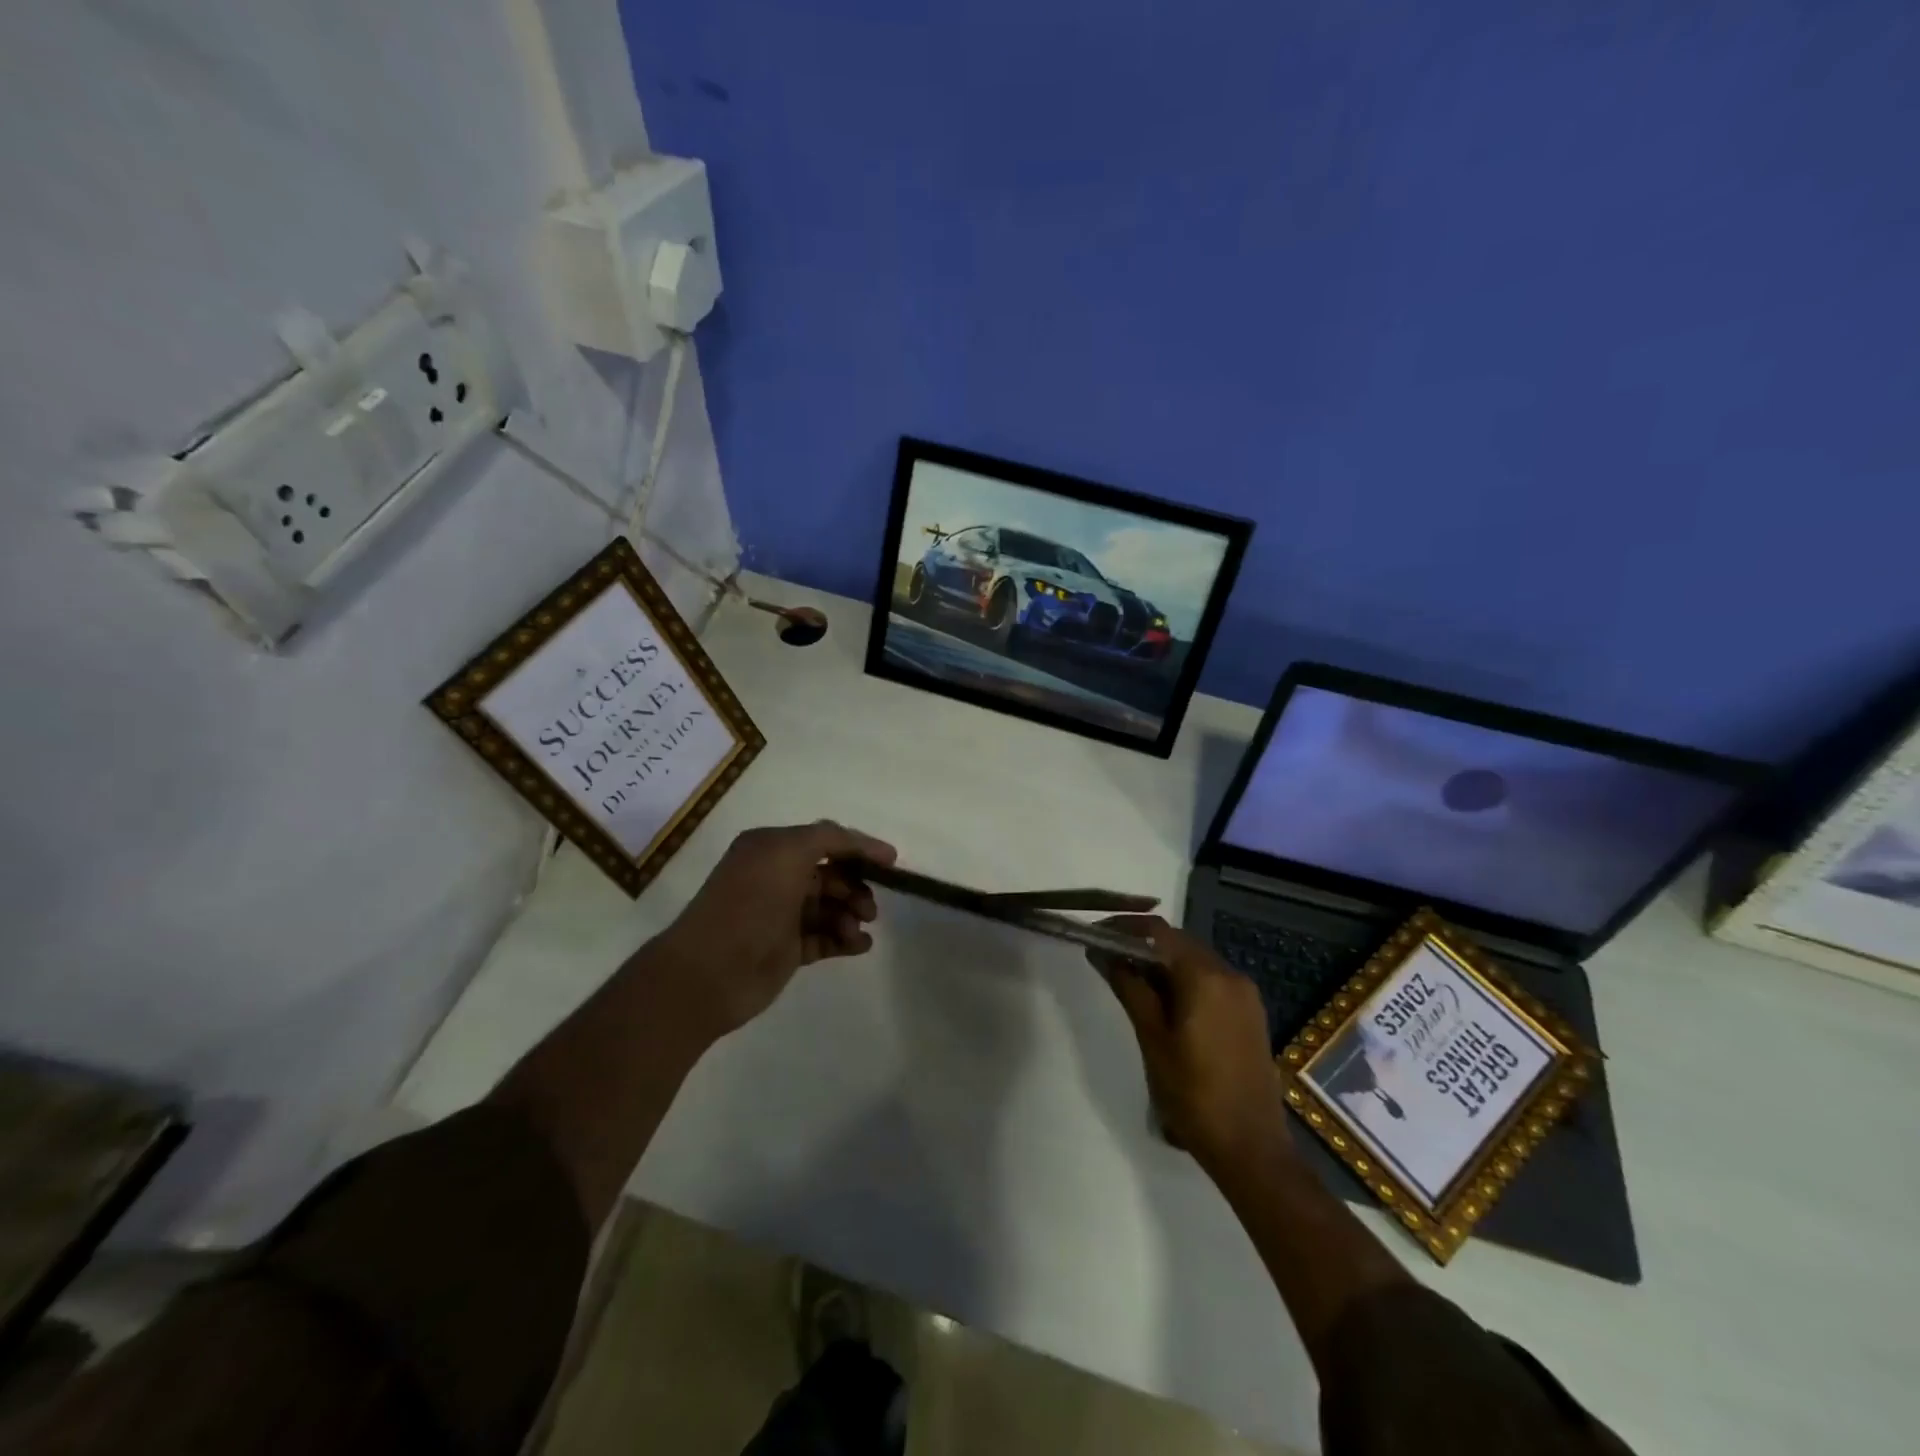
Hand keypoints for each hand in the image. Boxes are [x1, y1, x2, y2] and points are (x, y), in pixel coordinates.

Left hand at [651, 820, 896, 1041]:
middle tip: (870, 908)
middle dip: (855, 887)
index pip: (824, 840)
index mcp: (771, 849)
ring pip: (831, 907)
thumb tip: (863, 844)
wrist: (711, 971)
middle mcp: (776, 877)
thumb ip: (828, 838)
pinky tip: (860, 945)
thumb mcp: (788, 853)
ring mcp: (782, 915)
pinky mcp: (787, 949)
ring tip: (859, 930)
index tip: (891, 862)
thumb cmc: (751, 904)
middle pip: (831, 875)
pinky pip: (825, 938)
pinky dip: (845, 940)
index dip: (858, 848)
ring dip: (851, 915)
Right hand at [1090, 916, 1292, 1178]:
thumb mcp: (1152, 1038)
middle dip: (1142, 945)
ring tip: (1129, 982)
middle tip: (1107, 960)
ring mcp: (1245, 994)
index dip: (1124, 927)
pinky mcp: (1250, 1013)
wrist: (1251, 1148)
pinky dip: (1184, 981)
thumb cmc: (1193, 1093)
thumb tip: (1103, 953)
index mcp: (1205, 976)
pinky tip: (1163, 1003)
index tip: (1096, 935)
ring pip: (1194, 961)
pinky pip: (1211, 981)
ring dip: (1162, 964)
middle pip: (1178, 943)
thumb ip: (1129, 988)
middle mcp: (1230, 974)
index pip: (1158, 932)